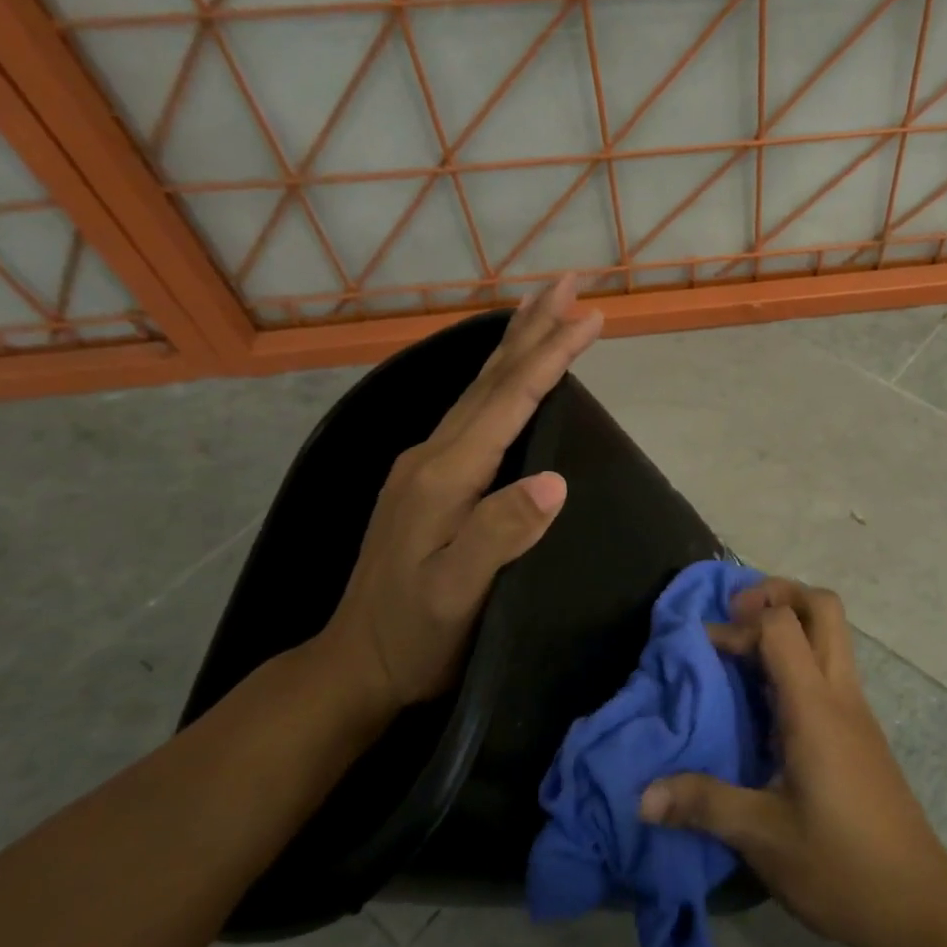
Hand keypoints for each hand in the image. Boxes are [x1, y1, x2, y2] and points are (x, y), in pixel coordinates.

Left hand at [310, 275, 602, 727]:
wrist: (357, 663)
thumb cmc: (417, 634)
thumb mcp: (459, 593)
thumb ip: (502, 533)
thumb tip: (555, 479)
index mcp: (444, 475)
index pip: (508, 401)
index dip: (550, 356)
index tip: (589, 316)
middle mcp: (432, 455)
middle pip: (490, 379)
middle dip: (532, 328)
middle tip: (568, 283)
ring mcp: (425, 466)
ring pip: (479, 391)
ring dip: (516, 346)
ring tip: (544, 310)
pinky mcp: (428, 481)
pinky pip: (473, 413)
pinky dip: (501, 381)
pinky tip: (509, 378)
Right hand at [639, 578, 946, 946]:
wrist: (920, 907)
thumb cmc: (842, 868)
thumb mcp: (764, 838)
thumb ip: (704, 805)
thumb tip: (642, 796)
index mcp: (816, 709)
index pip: (782, 626)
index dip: (738, 624)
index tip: (702, 649)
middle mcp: (841, 695)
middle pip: (823, 608)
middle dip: (778, 594)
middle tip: (734, 617)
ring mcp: (856, 712)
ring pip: (832, 635)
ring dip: (790, 624)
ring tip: (742, 653)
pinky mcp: (860, 733)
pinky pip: (830, 669)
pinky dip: (798, 659)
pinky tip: (766, 703)